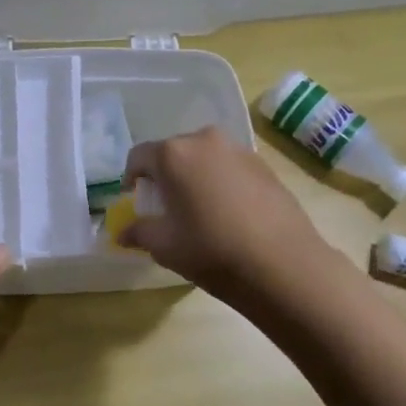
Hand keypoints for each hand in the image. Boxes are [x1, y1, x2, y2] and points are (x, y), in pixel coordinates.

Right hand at [118, 127, 327, 299]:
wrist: (282, 264)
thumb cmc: (212, 250)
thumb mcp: (165, 246)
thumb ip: (139, 232)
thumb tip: (122, 233)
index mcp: (173, 154)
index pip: (139, 156)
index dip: (131, 178)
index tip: (135, 199)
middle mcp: (205, 141)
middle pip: (173, 152)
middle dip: (165, 176)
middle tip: (166, 207)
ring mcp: (238, 150)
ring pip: (204, 157)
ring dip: (194, 176)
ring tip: (199, 209)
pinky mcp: (264, 165)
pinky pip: (229, 167)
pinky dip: (220, 182)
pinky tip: (229, 213)